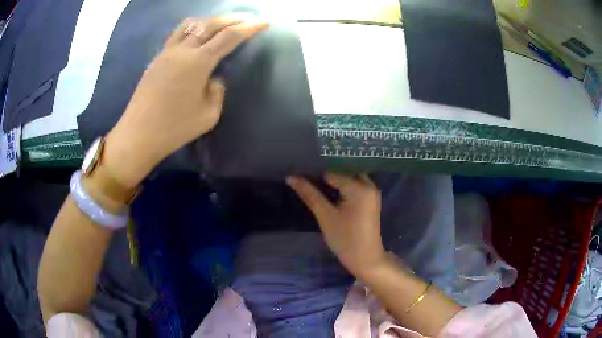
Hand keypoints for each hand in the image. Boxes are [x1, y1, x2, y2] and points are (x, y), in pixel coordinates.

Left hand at [104, 15, 268, 187]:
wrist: (138, 135)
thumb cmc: (174, 128)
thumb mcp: (209, 115)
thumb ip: (217, 92)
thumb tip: (212, 79)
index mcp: (198, 62)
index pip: (230, 37)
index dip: (250, 28)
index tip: (264, 22)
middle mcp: (183, 50)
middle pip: (211, 23)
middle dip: (232, 18)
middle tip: (247, 18)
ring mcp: (167, 52)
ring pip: (191, 24)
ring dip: (210, 20)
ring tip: (221, 23)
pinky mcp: (157, 59)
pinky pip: (177, 34)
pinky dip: (193, 29)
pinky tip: (197, 36)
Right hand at [287, 173, 387, 277]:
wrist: (366, 259)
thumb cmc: (345, 239)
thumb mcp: (325, 216)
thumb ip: (309, 194)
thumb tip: (291, 177)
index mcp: (359, 187)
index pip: (331, 173)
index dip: (314, 175)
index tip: (299, 177)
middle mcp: (369, 185)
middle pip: (342, 172)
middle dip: (325, 176)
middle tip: (306, 180)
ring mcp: (372, 192)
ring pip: (349, 178)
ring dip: (334, 181)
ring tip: (315, 186)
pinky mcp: (371, 200)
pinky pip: (355, 186)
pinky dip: (343, 187)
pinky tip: (329, 193)